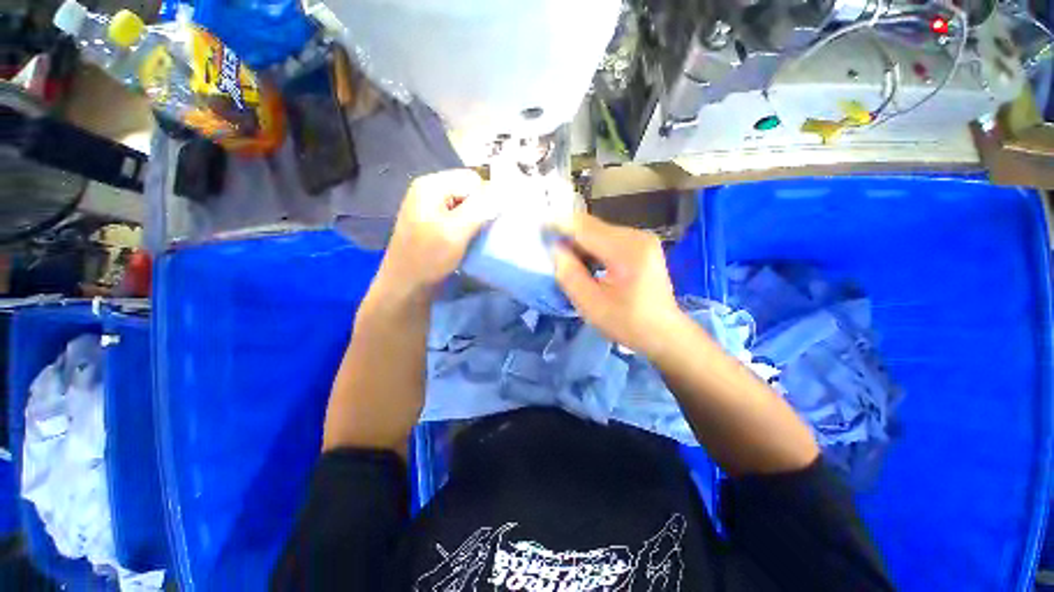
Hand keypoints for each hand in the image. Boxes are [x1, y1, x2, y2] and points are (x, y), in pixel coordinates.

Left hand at [377, 169, 495, 294]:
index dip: (485, 199)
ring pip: (465, 204)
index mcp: (431, 185)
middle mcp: (428, 190)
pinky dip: (466, 226)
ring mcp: (429, 206)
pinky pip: (457, 215)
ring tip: (473, 237)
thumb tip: (502, 191)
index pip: (472, 180)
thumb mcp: (456, 231)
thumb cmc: (429, 257)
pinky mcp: (432, 221)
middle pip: (468, 190)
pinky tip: (465, 240)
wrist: (406, 285)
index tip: (486, 223)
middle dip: (479, 208)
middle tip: (480, 231)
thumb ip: (480, 208)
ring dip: (474, 219)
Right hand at [553, 211, 685, 358]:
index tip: (538, 228)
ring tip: (566, 261)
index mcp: (627, 251)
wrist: (664, 333)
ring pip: (599, 232)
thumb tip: (556, 249)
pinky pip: (608, 239)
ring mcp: (641, 239)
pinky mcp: (641, 245)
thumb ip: (570, 275)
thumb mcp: (591, 305)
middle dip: (569, 236)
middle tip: (550, 251)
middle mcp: (637, 236)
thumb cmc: (627, 323)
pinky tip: (586, 263)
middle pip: (592, 227)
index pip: (585, 228)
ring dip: (580, 243)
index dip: (559, 226)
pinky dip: (592, 248)